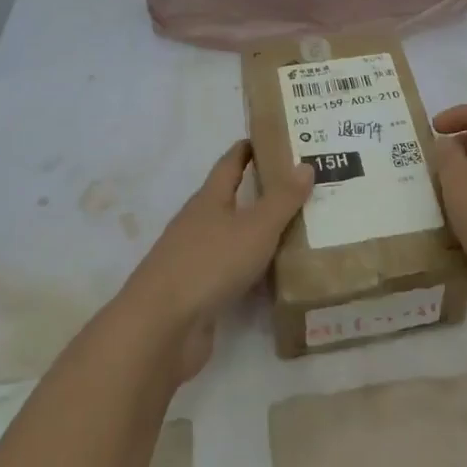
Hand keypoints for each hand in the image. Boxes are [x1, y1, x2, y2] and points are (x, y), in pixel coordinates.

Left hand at [118, 141, 314, 379]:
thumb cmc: (209, 264)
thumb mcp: (255, 228)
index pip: (229, 164)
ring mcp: (194, 260)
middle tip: (297, 188)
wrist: (162, 328)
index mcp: (208, 200)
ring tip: (295, 231)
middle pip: (229, 201)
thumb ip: (282, 199)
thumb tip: (305, 165)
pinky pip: (230, 273)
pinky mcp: (197, 294)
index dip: (247, 150)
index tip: (269, 139)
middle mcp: (198, 224)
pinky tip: (273, 277)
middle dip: (259, 193)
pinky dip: (251, 270)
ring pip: (231, 238)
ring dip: (256, 234)